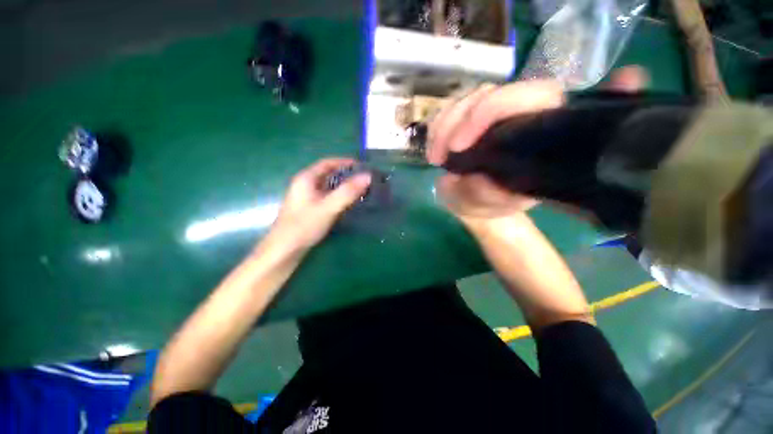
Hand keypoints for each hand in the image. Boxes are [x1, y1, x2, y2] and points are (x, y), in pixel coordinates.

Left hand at [268, 158, 370, 251]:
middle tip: (364, 179)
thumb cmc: (304, 226)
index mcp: (306, 179)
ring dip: (343, 186)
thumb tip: (368, 176)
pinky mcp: (309, 209)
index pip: (327, 163)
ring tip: (361, 190)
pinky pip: (327, 197)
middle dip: (346, 175)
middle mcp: (305, 185)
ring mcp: (306, 198)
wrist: (284, 251)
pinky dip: (339, 197)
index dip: (345, 162)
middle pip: (328, 174)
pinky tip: (348, 203)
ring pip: (328, 187)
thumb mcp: (328, 207)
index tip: (362, 166)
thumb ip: (348, 192)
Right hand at [427, 67, 648, 221]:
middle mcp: (517, 112)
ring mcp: (490, 111)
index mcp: (540, 131)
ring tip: (434, 159)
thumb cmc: (492, 201)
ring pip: (464, 100)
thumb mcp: (492, 205)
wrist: (479, 197)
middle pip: (486, 94)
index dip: (489, 110)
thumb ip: (488, 196)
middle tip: (437, 158)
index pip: (531, 95)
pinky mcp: (468, 116)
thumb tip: (477, 180)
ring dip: (440, 129)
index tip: (459, 146)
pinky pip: (448, 110)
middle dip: (453, 124)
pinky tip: (433, 150)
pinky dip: (435, 129)